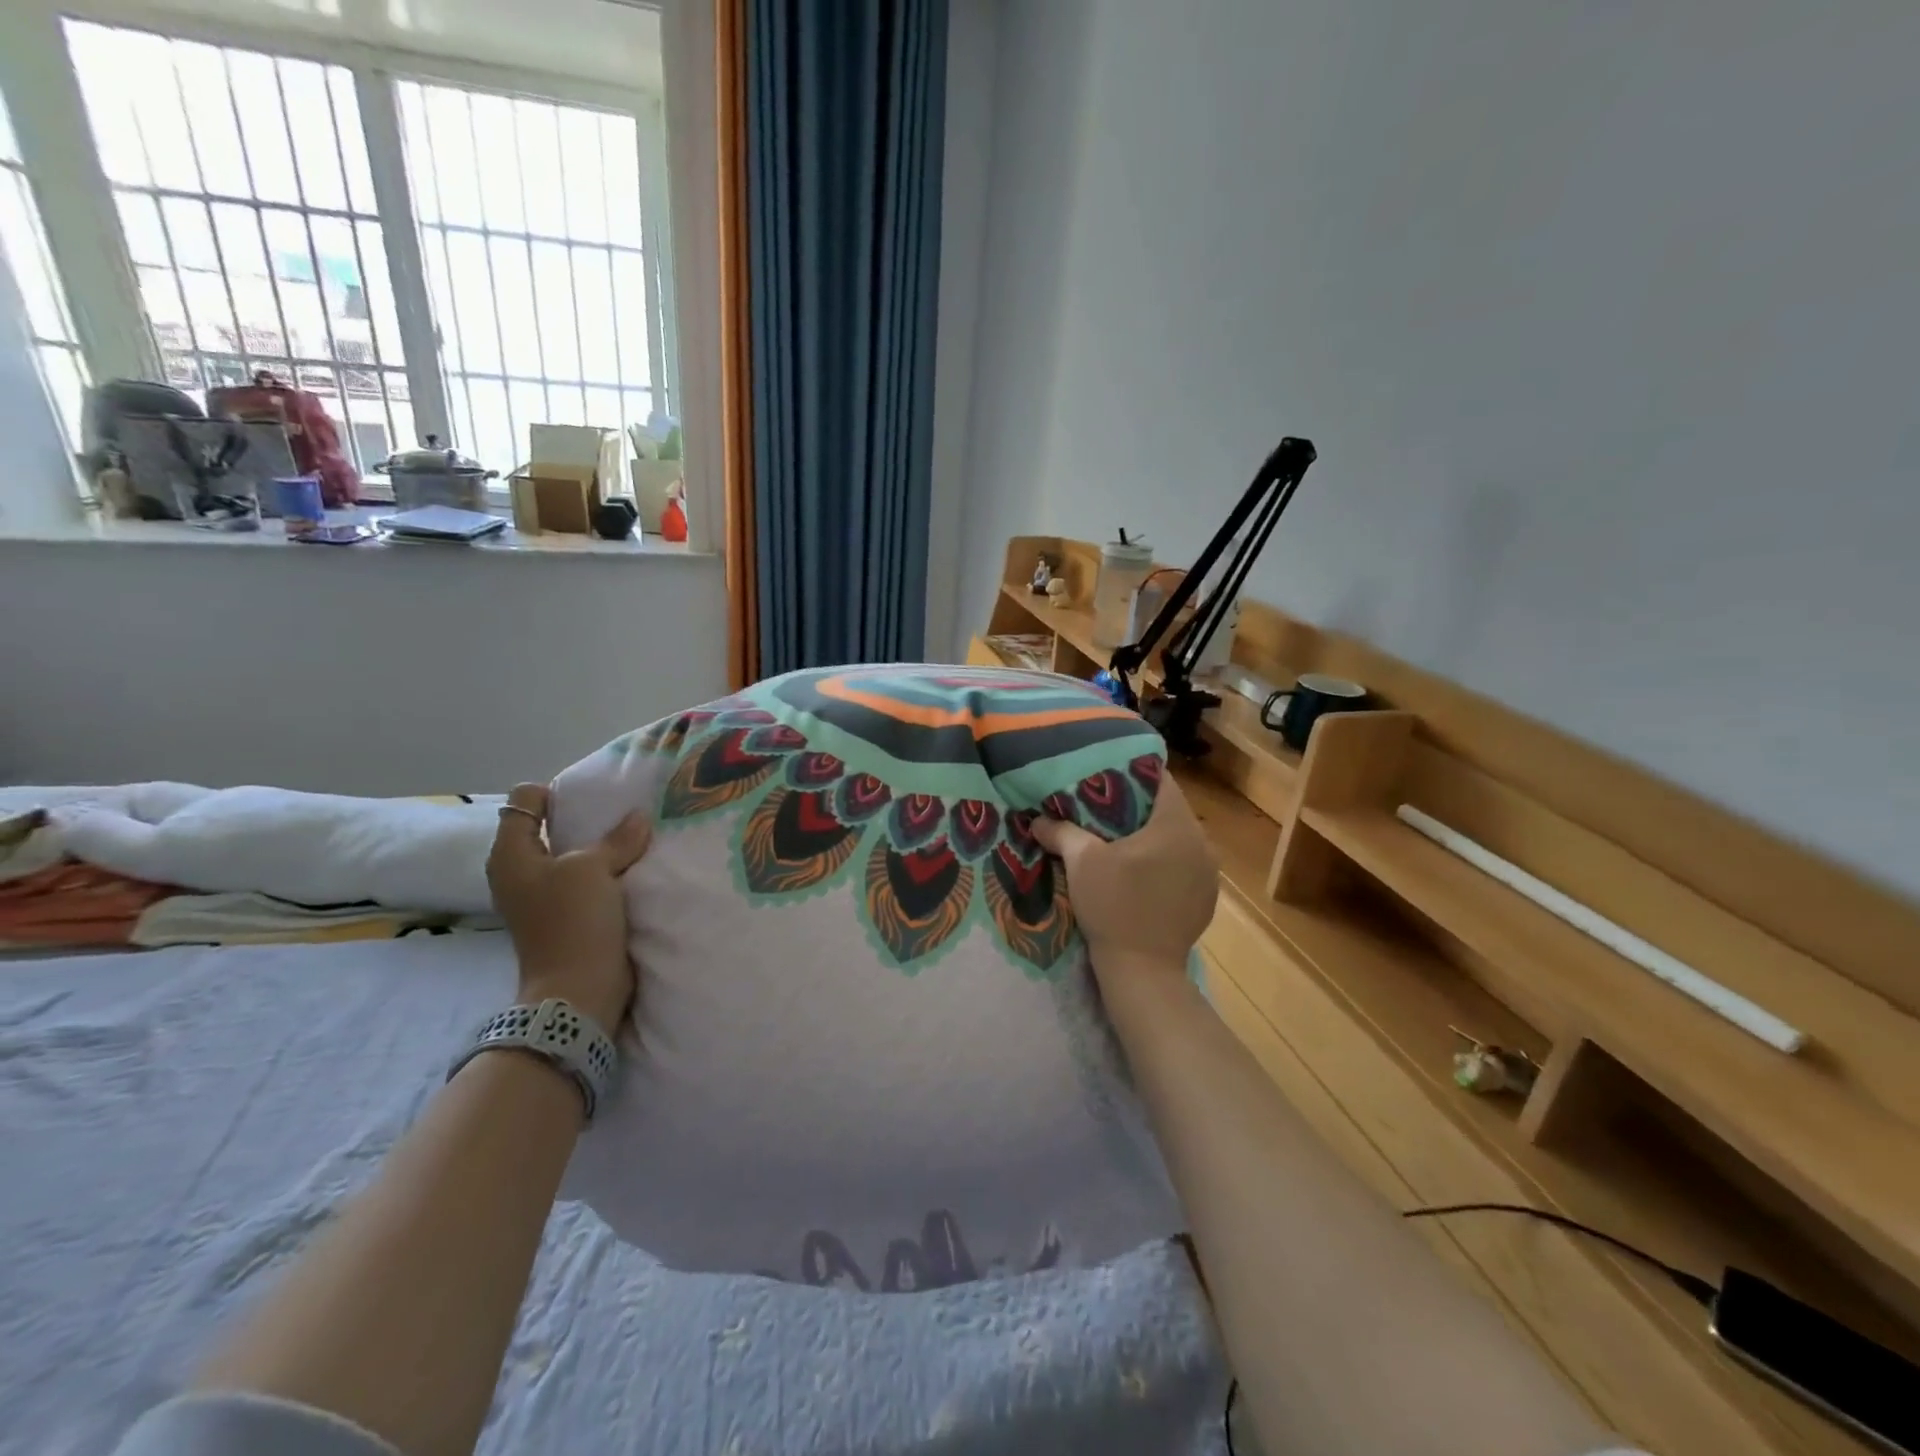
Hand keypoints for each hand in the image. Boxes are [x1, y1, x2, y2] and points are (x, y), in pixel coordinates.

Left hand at [487, 783, 652, 1031]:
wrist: (579, 988)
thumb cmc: (572, 920)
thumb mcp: (594, 868)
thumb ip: (617, 838)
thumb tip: (639, 817)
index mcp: (511, 854)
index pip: (524, 801)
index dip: (555, 792)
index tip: (593, 796)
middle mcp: (519, 872)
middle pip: (548, 827)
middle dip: (583, 818)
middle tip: (620, 810)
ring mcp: (541, 896)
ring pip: (570, 855)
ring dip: (598, 846)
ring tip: (632, 836)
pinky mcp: (564, 915)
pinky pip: (584, 879)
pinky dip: (604, 871)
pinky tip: (630, 866)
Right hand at [1032, 773, 1218, 989]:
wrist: (1143, 971)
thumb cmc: (1114, 906)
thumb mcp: (1081, 863)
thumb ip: (1061, 832)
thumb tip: (1038, 820)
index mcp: (1176, 824)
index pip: (1159, 780)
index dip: (1131, 772)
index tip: (1105, 776)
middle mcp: (1201, 843)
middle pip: (1167, 810)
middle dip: (1136, 806)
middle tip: (1103, 807)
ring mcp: (1208, 873)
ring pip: (1177, 839)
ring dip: (1150, 837)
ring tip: (1118, 841)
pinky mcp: (1206, 899)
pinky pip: (1183, 866)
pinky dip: (1163, 863)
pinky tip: (1138, 875)